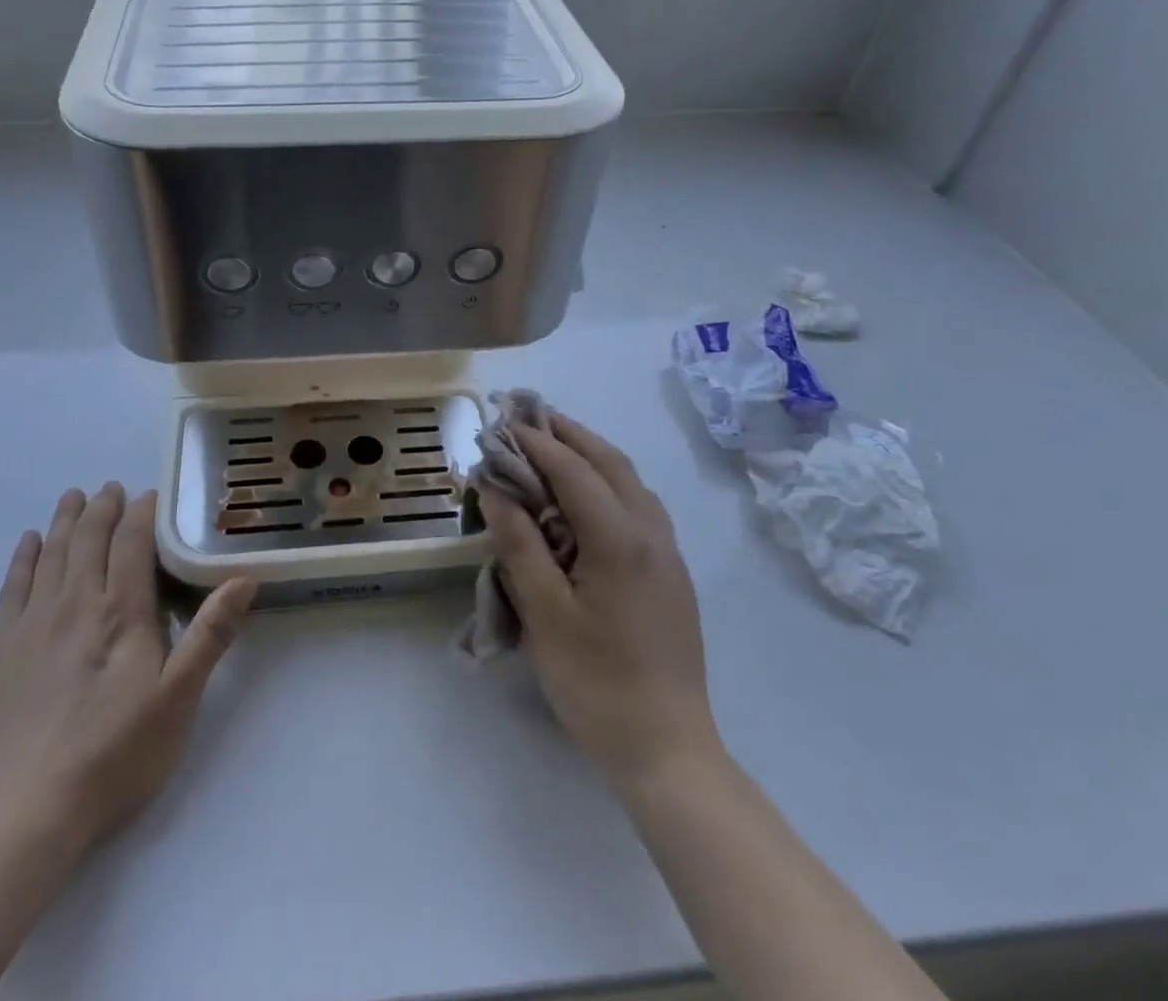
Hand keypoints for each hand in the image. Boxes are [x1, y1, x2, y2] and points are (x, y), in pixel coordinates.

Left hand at [0, 484, 256, 867]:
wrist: (19, 818)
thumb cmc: (112, 758)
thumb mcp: (177, 701)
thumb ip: (209, 635)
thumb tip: (244, 578)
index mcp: (121, 613)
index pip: (132, 543)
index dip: (142, 513)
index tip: (150, 494)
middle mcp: (74, 604)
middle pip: (88, 539)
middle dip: (102, 508)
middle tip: (110, 488)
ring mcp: (31, 626)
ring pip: (51, 555)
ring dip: (64, 521)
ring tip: (72, 497)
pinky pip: (12, 587)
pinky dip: (23, 558)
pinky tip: (29, 543)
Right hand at [478, 414, 721, 792]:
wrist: (666, 748)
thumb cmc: (595, 681)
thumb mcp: (544, 613)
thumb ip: (519, 543)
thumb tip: (496, 488)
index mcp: (620, 539)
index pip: (573, 469)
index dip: (535, 443)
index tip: (502, 425)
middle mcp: (651, 532)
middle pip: (610, 462)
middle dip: (568, 434)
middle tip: (528, 419)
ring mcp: (668, 552)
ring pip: (630, 480)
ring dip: (591, 454)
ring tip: (553, 446)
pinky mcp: (671, 572)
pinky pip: (639, 505)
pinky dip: (608, 481)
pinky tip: (586, 495)